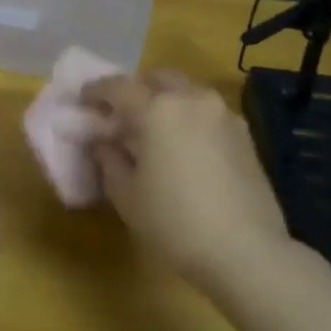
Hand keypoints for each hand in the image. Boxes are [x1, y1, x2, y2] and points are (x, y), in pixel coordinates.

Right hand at [85, 71, 292, 296]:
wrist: (246, 251)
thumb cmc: (175, 223)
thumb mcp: (127, 196)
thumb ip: (109, 160)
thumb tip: (104, 142)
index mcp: (158, 109)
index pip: (118, 87)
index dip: (96, 91)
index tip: (83, 100)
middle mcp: (192, 100)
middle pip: (158, 79)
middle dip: (136, 90)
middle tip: (121, 115)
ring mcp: (223, 114)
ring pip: (187, 92)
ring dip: (166, 101)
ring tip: (154, 132)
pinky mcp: (244, 134)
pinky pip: (207, 113)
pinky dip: (189, 118)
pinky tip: (184, 147)